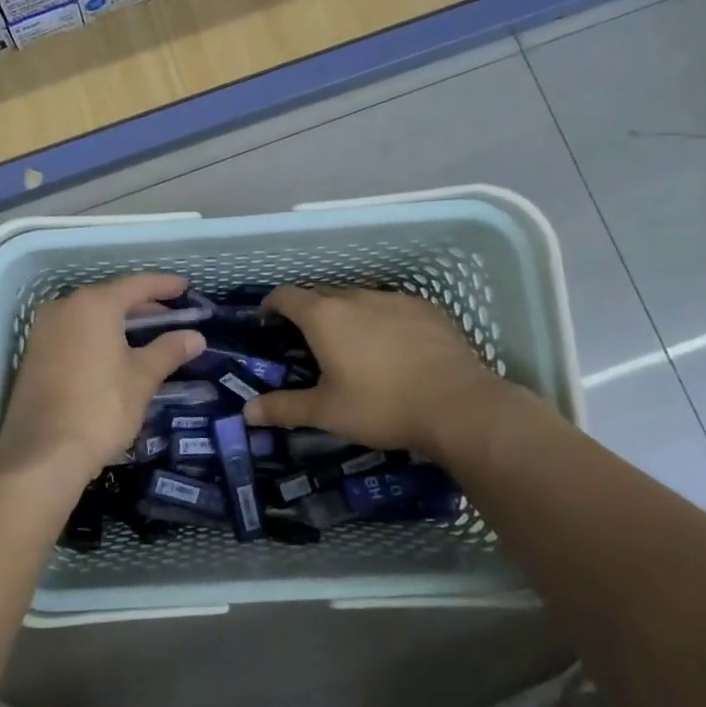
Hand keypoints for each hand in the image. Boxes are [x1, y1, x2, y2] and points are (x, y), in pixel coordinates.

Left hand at [0, 273, 205, 485]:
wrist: (43, 452)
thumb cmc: (101, 408)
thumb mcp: (142, 378)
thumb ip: (168, 351)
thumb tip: (195, 336)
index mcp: (93, 305)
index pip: (136, 285)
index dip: (164, 285)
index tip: (185, 287)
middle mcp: (64, 307)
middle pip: (111, 297)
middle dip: (143, 306)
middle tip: (172, 317)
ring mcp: (44, 330)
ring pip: (90, 316)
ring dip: (119, 323)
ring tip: (148, 336)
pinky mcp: (34, 354)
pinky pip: (74, 333)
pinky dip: (98, 336)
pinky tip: (116, 353)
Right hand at [242, 286, 525, 464]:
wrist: (458, 406)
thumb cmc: (382, 406)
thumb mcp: (327, 412)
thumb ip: (284, 408)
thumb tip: (247, 413)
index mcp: (324, 317)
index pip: (286, 295)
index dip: (270, 306)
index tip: (266, 322)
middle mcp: (356, 297)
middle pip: (321, 293)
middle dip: (307, 311)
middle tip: (305, 341)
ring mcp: (394, 299)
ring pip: (358, 298)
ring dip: (345, 314)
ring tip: (350, 344)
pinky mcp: (425, 309)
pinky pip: (390, 306)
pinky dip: (379, 320)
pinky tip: (390, 347)